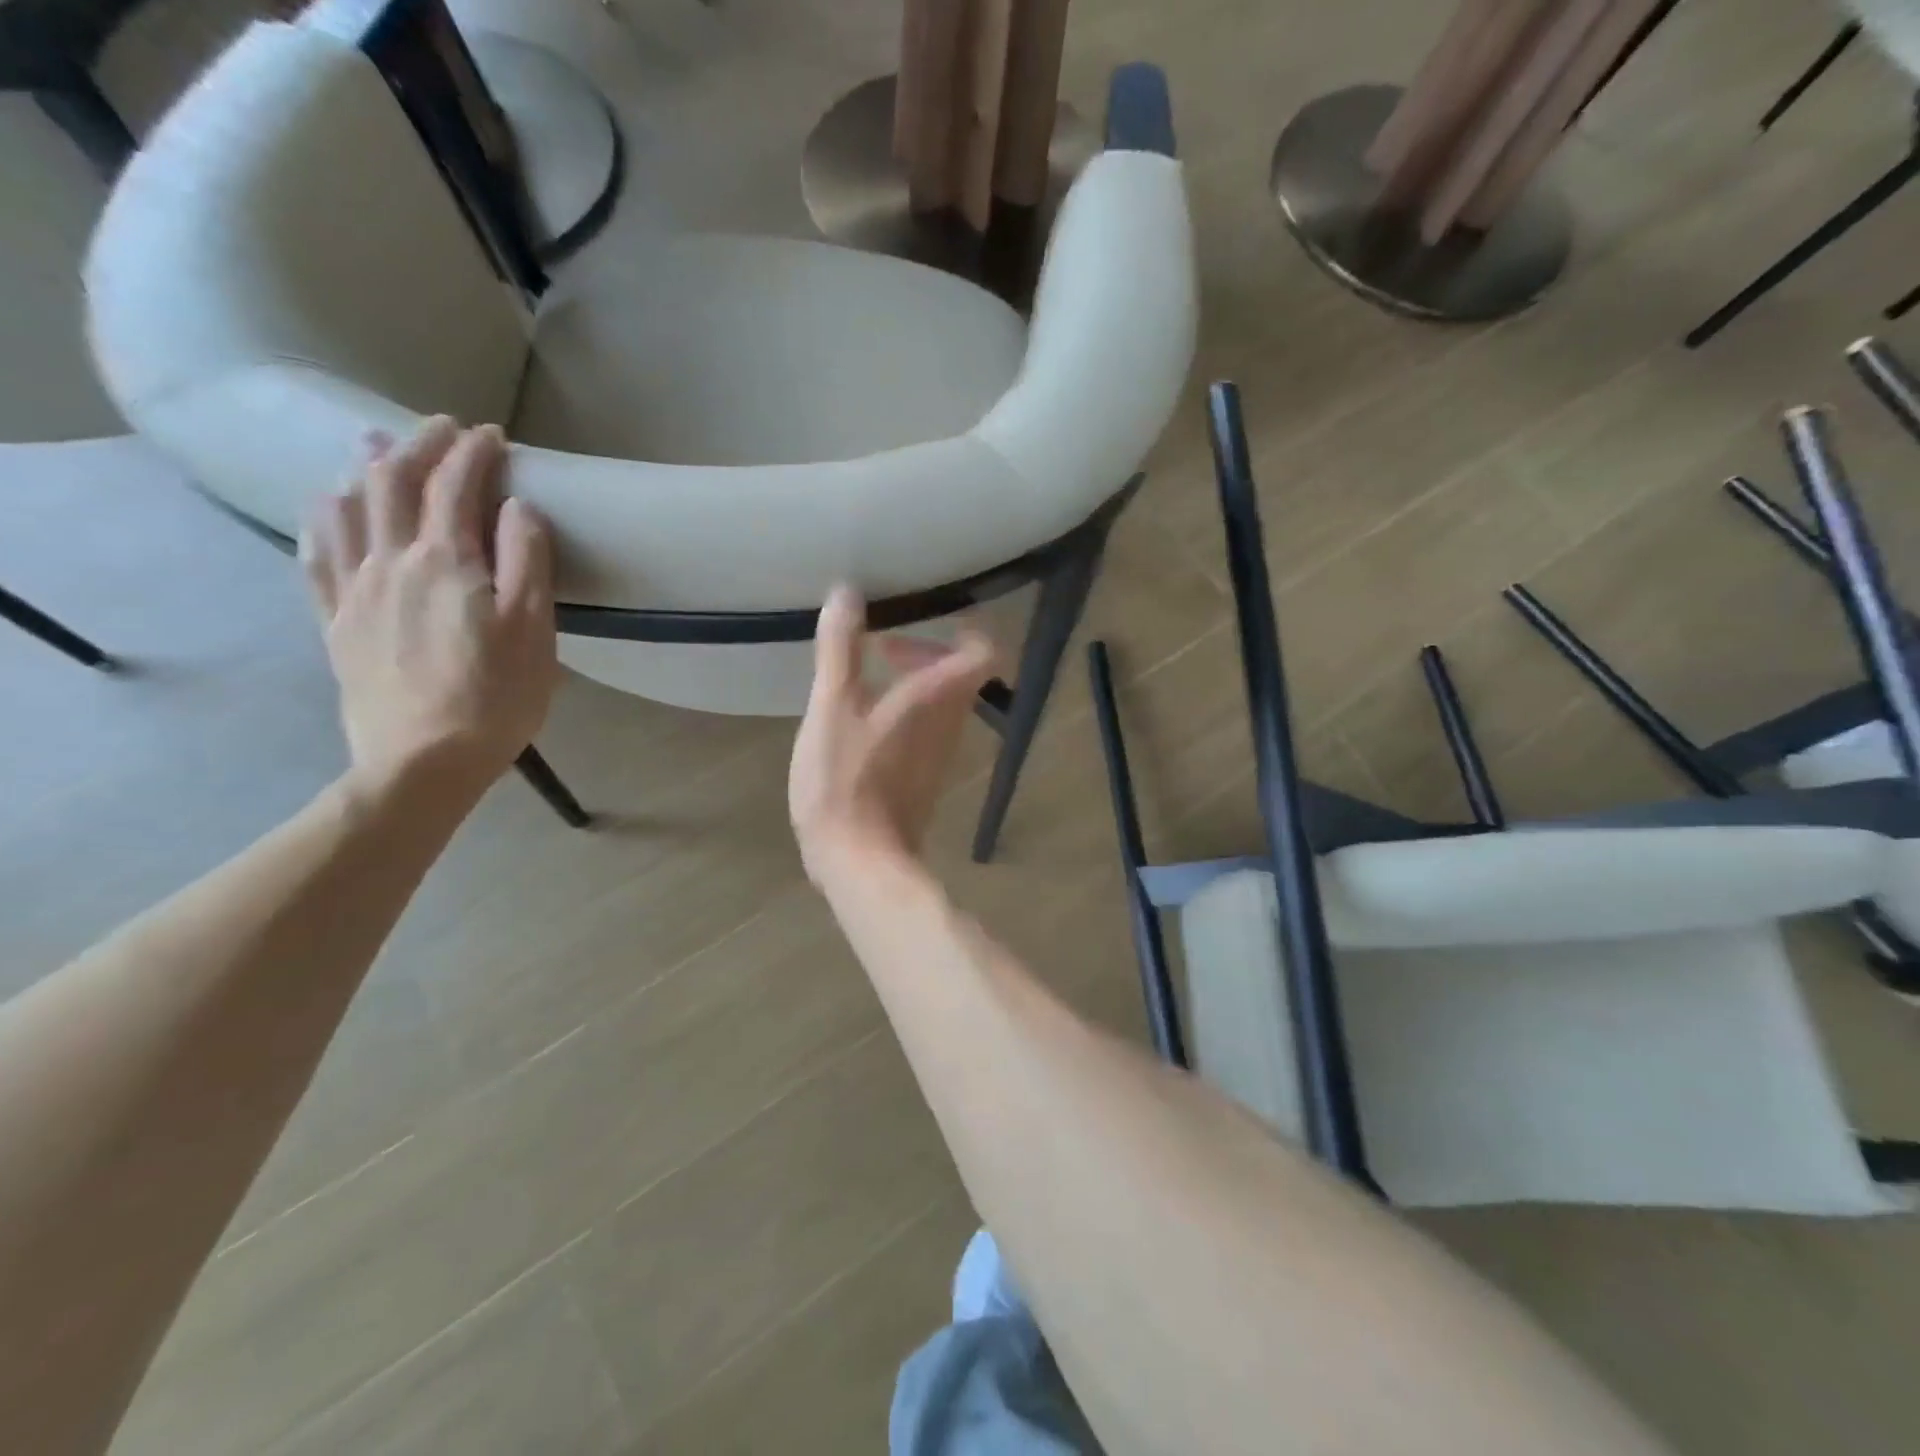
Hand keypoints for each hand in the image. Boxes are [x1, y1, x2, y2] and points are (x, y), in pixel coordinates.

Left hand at [300, 418, 558, 805]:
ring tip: (372, 445)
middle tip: (441, 428)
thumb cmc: (496, 697)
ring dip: (363, 469)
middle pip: (395, 484)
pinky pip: (317, 555)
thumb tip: (517, 507)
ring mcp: (356, 590)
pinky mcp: (336, 621)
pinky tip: (325, 508)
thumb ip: (527, 563)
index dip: (473, 452)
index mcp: (448, 562)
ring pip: (348, 510)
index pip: (457, 487)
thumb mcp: (533, 630)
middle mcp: (393, 561)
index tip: (492, 434)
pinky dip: (322, 519)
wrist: (423, 760)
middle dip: (419, 446)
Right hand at [790, 585, 995, 884]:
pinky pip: (927, 728)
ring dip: (911, 681)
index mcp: (936, 697)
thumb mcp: (831, 708)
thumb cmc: (844, 782)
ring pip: (942, 701)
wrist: (859, 861)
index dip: (963, 627)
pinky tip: (860, 722)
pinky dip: (904, 712)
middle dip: (922, 651)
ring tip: (862, 681)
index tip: (920, 618)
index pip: (983, 649)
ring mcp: (941, 752)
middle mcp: (950, 722)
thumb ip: (840, 650)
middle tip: (878, 648)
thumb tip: (848, 591)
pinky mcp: (926, 776)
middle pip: (960, 672)